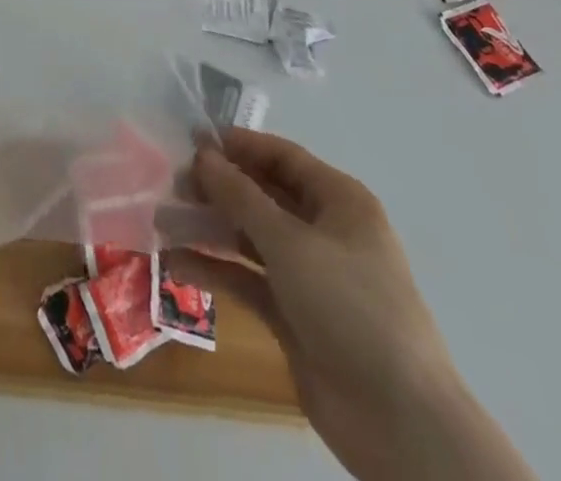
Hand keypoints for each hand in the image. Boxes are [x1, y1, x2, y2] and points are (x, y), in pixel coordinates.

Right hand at [190, 131, 532, 480]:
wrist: (398, 421)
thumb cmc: (349, 306)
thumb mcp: (290, 242)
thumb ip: (241, 195)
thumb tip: (204, 154)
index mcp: (339, 201)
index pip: (283, 156)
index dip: (239, 145)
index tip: (191, 140)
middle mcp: (324, 230)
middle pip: (263, 194)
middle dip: (218, 187)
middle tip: (172, 183)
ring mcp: (308, 274)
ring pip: (250, 236)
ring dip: (210, 227)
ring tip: (163, 220)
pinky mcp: (293, 313)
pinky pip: (247, 278)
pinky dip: (215, 269)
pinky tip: (175, 263)